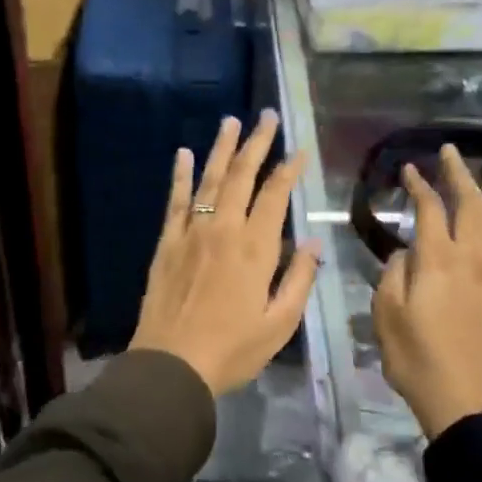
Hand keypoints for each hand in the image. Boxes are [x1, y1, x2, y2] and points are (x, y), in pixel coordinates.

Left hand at [130, 111, 321, 396]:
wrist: (172, 364)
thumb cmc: (232, 349)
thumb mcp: (279, 324)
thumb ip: (299, 280)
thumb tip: (314, 244)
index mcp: (255, 248)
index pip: (275, 195)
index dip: (289, 169)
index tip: (299, 150)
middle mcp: (223, 229)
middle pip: (241, 176)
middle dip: (257, 143)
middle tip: (267, 117)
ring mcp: (192, 232)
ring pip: (209, 179)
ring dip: (221, 148)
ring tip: (231, 121)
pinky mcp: (168, 242)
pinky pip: (176, 200)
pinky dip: (180, 175)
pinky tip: (183, 154)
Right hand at [373, 145, 481, 439]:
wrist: (470, 403)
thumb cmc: (417, 360)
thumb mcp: (386, 315)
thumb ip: (393, 274)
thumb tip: (406, 252)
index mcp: (436, 259)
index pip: (429, 208)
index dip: (418, 184)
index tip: (409, 168)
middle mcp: (473, 258)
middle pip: (469, 205)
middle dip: (459, 174)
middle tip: (452, 152)